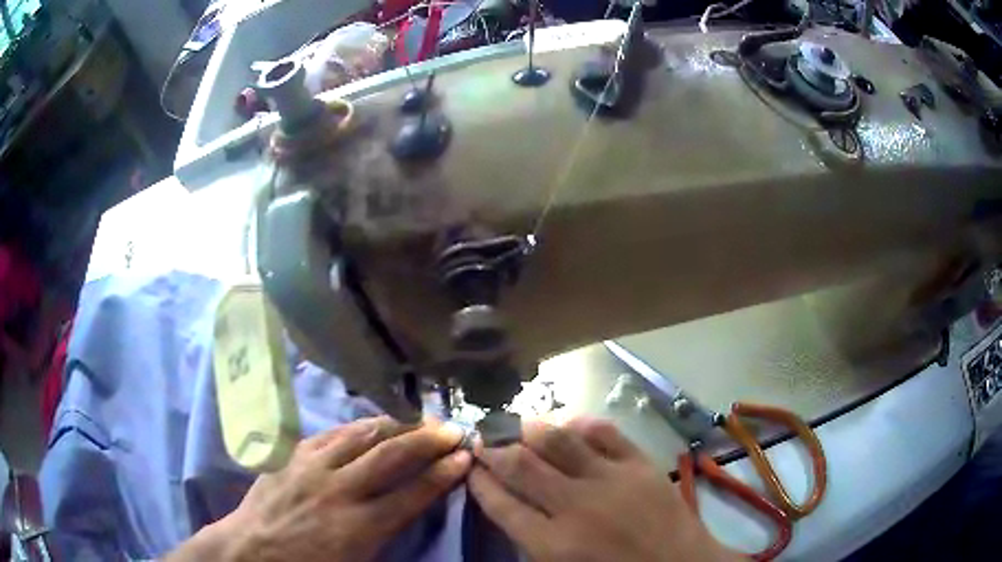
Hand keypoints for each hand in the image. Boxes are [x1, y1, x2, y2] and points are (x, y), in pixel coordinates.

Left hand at [169, 417, 470, 561]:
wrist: (251, 549)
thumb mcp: (357, 561)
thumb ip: (387, 532)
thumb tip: (415, 504)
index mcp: (358, 527)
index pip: (411, 494)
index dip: (442, 474)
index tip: (465, 458)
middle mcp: (338, 491)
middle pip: (390, 457)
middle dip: (426, 441)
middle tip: (452, 429)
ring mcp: (312, 467)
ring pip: (361, 436)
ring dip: (396, 425)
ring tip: (419, 419)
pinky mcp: (294, 454)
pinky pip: (333, 433)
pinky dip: (360, 426)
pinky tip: (374, 423)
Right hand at [468, 418, 740, 561]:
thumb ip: (533, 544)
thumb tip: (509, 507)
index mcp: (554, 545)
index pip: (501, 504)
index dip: (480, 481)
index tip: (471, 468)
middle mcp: (576, 507)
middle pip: (521, 466)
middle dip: (494, 449)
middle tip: (483, 439)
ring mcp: (611, 480)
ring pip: (558, 441)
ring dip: (529, 429)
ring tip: (515, 425)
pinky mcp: (640, 464)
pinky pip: (604, 433)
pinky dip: (580, 424)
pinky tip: (567, 425)